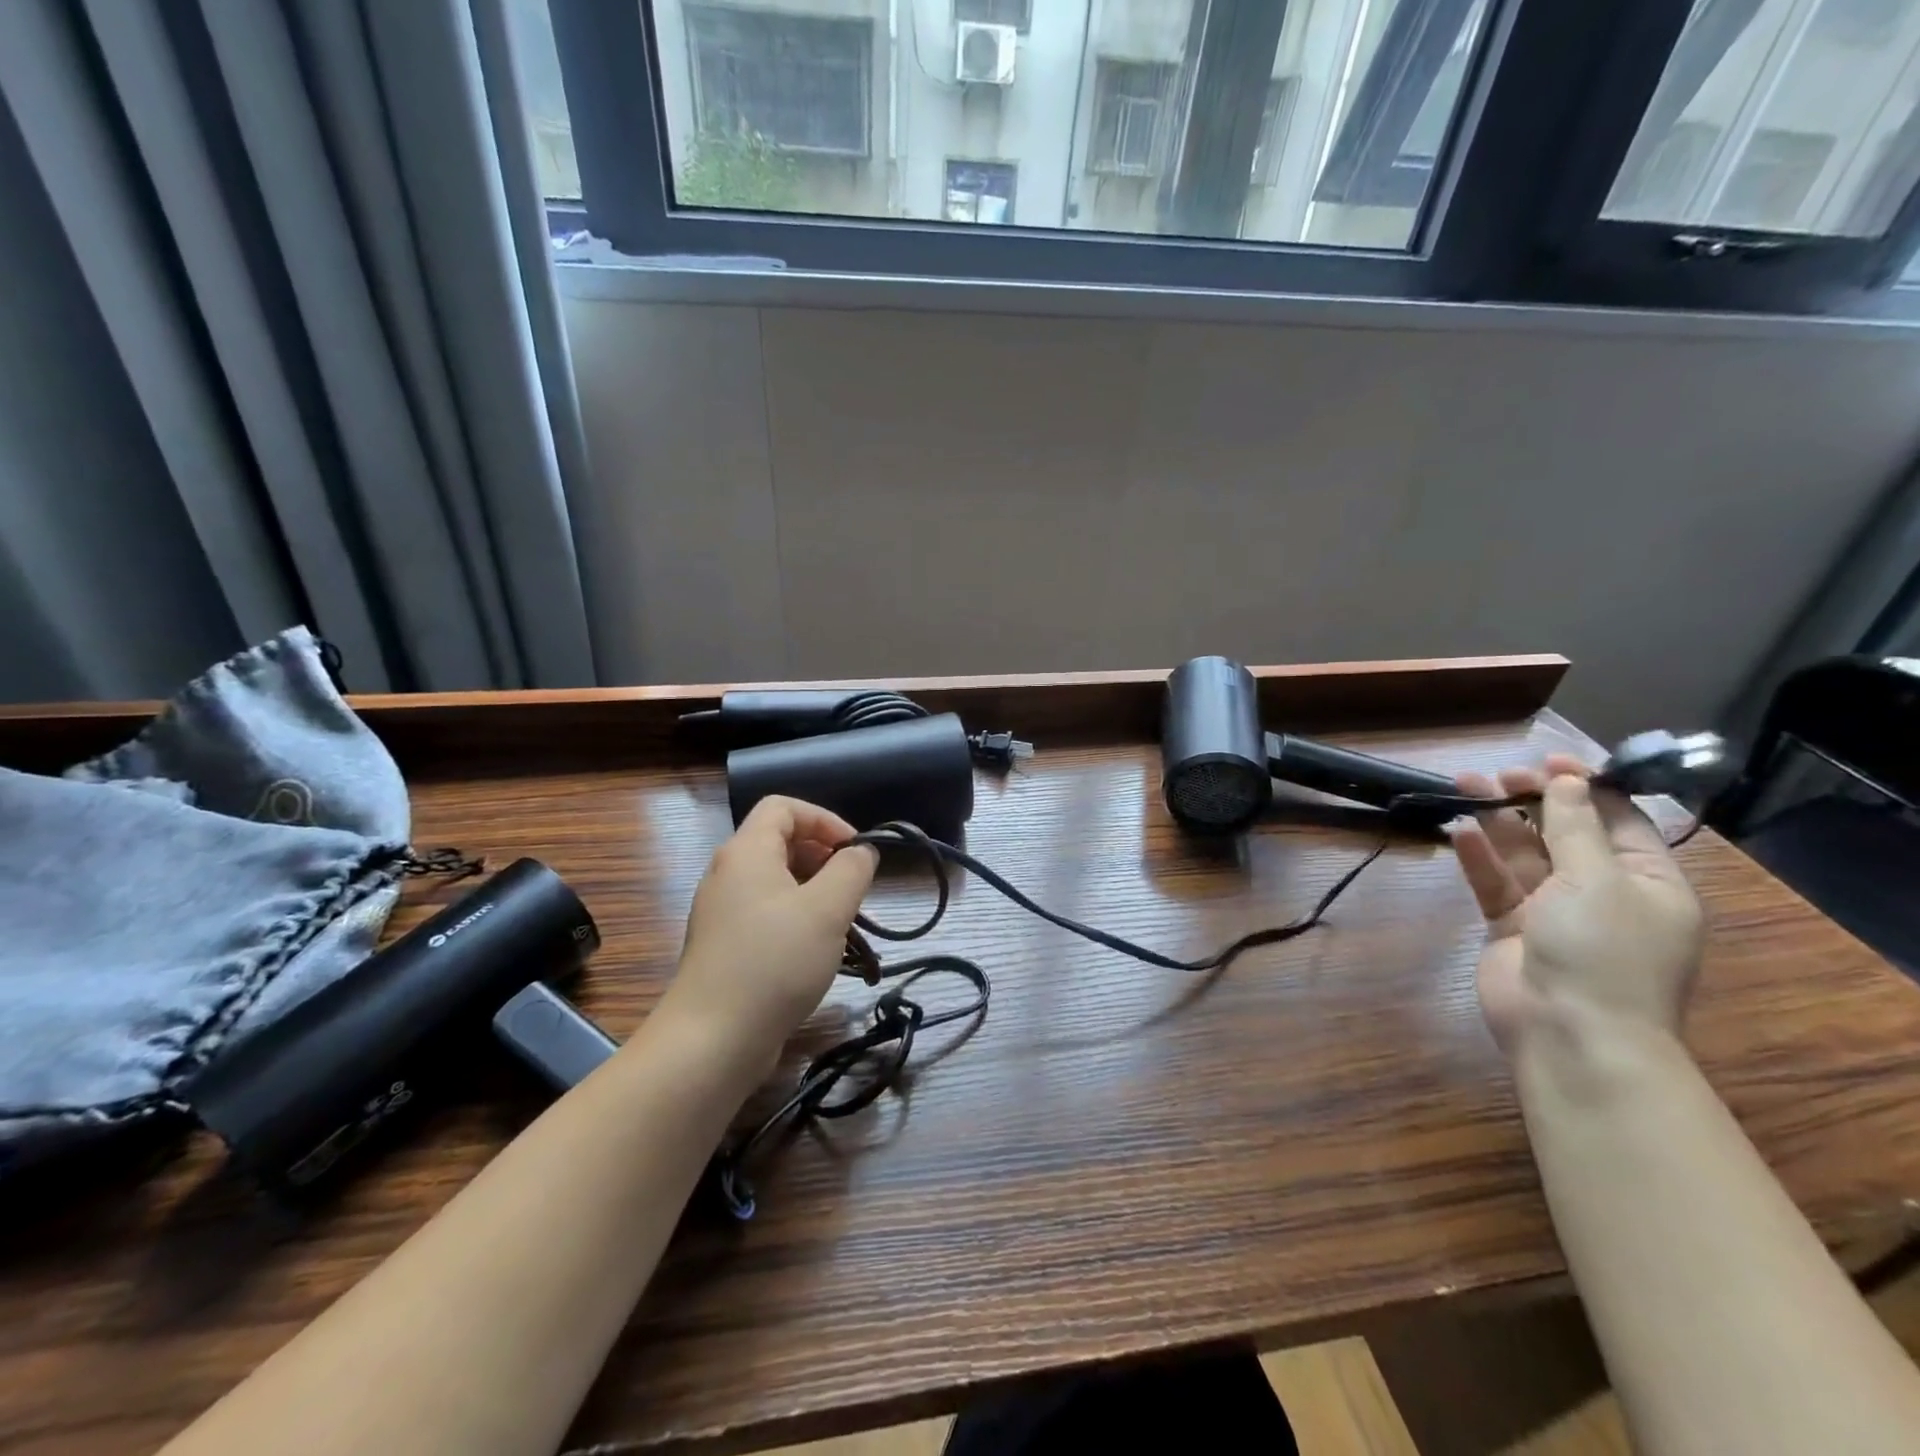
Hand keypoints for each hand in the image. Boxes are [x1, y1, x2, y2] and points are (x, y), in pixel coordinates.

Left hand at [662, 797, 877, 1074]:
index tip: (855, 851)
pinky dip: (795, 918)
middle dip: (823, 856)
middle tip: (852, 888)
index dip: (824, 819)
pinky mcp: (724, 946)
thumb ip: (852, 870)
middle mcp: (728, 874)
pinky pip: (766, 913)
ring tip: (841, 922)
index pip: (783, 807)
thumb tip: (862, 851)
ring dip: (814, 891)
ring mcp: (722, 912)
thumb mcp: (827, 909)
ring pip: (776, 881)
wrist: (711, 1041)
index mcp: (746, 852)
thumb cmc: (774, 962)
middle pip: (779, 842)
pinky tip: (816, 951)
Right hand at [1451, 753, 1704, 1055]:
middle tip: (1495, 775)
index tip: (1547, 759)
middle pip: (1563, 833)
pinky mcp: (1511, 927)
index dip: (1584, 786)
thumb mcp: (1598, 880)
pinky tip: (1458, 831)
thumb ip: (1575, 827)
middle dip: (1531, 800)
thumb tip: (1567, 780)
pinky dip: (1478, 857)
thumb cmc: (1603, 952)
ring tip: (1463, 786)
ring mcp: (1553, 911)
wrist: (1570, 1033)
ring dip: (1497, 821)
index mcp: (1646, 881)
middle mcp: (1602, 892)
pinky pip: (1494, 883)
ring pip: (1523, 854)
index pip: (1618, 820)